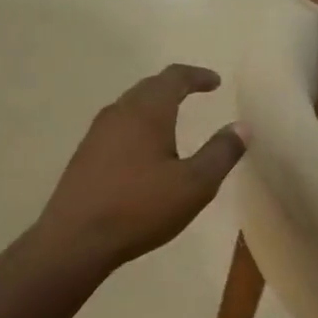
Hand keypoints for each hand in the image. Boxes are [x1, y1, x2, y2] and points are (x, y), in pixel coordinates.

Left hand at [36, 65, 244, 272]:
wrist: (75, 240)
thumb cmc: (140, 208)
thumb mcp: (194, 185)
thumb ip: (221, 153)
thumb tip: (242, 127)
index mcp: (147, 112)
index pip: (174, 78)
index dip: (197, 76)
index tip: (215, 82)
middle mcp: (119, 113)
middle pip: (149, 87)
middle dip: (175, 86)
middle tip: (196, 93)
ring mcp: (97, 133)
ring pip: (130, 106)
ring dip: (154, 105)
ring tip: (173, 118)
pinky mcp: (85, 155)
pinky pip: (118, 126)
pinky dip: (138, 124)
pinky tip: (144, 148)